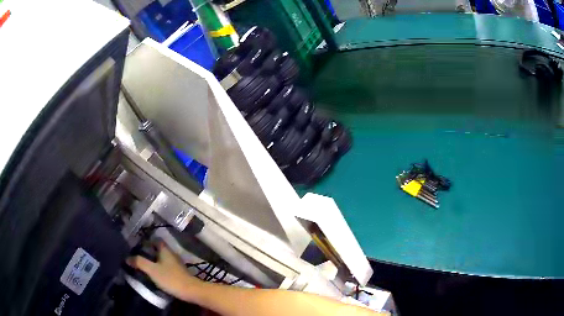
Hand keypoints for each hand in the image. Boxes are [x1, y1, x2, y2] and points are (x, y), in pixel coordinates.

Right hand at [127, 242, 202, 301]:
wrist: (190, 291)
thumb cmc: (170, 278)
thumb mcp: (152, 270)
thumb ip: (140, 262)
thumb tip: (127, 258)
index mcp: (165, 250)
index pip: (155, 240)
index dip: (146, 241)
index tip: (136, 244)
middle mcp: (171, 254)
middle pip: (158, 249)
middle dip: (148, 251)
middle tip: (136, 255)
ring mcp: (176, 264)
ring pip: (161, 258)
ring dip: (153, 260)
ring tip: (142, 264)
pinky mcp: (178, 273)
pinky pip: (165, 266)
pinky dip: (159, 268)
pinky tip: (153, 273)